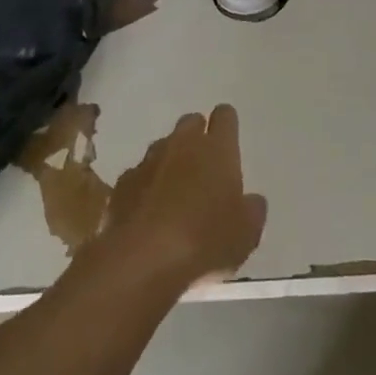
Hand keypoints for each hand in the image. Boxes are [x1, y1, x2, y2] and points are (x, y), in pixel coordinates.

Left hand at [102, 105, 267, 288]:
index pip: (225, 117)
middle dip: (197, 135)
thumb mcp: (246, 233)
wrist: (144, 257)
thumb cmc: (206, 239)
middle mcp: (182, 145)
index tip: (228, 135)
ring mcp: (148, 161)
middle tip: (204, 163)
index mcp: (217, 149)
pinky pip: (139, 174)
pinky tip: (149, 209)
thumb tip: (252, 200)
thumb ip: (252, 210)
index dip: (227, 122)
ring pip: (162, 146)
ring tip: (176, 189)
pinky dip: (146, 184)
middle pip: (190, 123)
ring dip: (170, 160)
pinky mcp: (123, 183)